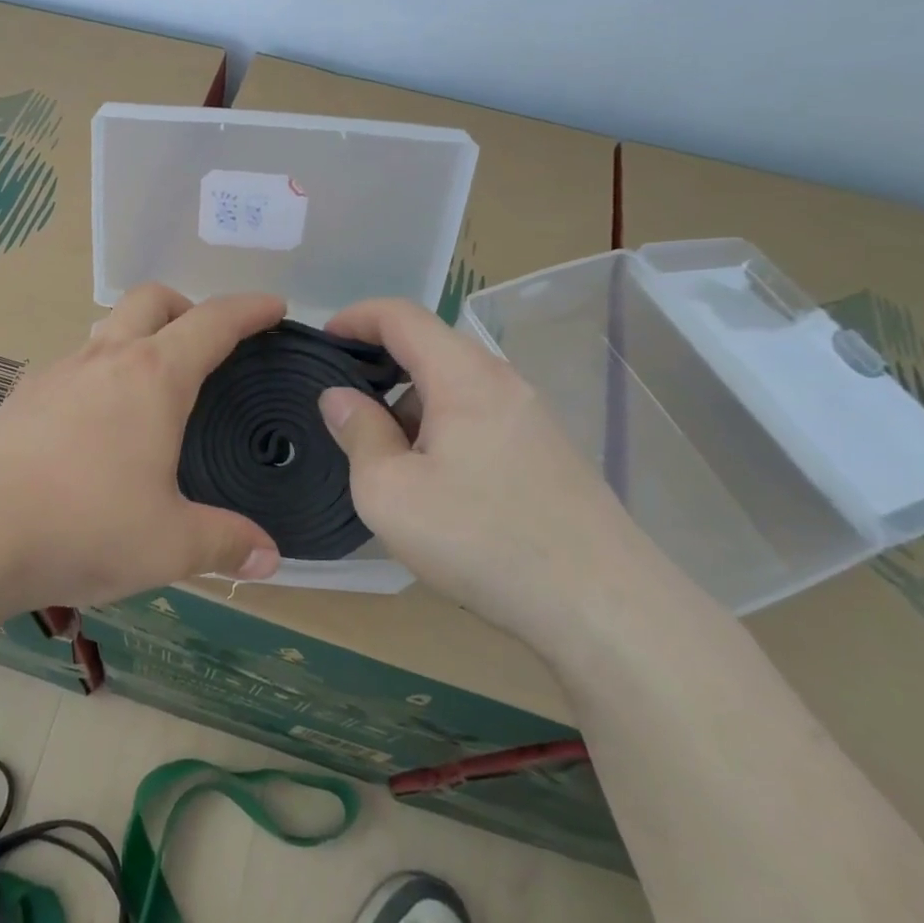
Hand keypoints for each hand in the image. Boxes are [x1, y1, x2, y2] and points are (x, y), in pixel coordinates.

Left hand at [0, 284, 284, 608]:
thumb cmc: (85, 525)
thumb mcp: (170, 544)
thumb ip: (225, 544)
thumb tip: (268, 558)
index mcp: (153, 377)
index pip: (213, 322)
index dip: (249, 309)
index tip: (273, 307)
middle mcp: (105, 357)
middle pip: (152, 299)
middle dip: (187, 306)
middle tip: (205, 342)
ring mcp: (58, 372)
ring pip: (106, 327)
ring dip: (137, 336)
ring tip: (151, 384)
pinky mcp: (23, 397)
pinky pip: (73, 365)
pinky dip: (99, 373)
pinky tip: (96, 424)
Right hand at [320, 298, 665, 650]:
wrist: (602, 606)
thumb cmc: (481, 539)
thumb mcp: (389, 492)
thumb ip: (359, 433)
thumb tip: (339, 397)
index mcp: (463, 377)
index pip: (402, 316)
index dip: (356, 316)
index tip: (321, 339)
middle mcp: (503, 382)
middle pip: (431, 347)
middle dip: (379, 364)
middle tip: (342, 401)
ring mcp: (532, 417)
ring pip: (455, 386)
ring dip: (410, 403)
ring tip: (382, 453)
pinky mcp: (547, 451)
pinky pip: (479, 416)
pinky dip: (441, 427)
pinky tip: (432, 480)